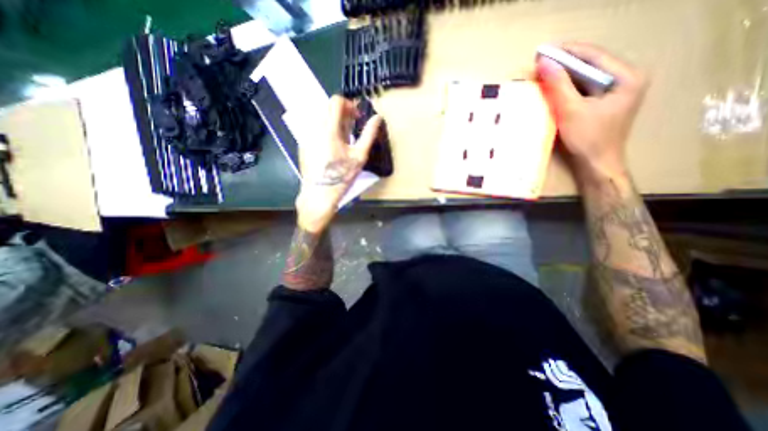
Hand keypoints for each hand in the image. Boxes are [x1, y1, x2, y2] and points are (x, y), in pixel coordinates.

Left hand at [296, 97, 379, 233]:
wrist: (319, 193)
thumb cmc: (341, 176)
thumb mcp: (359, 156)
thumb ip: (369, 134)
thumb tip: (377, 117)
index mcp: (328, 128)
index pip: (336, 101)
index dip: (349, 105)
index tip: (357, 117)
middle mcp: (313, 127)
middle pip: (327, 108)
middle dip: (342, 114)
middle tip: (352, 128)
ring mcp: (306, 135)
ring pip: (320, 118)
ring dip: (334, 122)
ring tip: (343, 139)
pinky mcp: (303, 144)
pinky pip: (314, 129)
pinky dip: (325, 131)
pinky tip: (331, 147)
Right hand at [536, 43, 642, 182]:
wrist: (596, 165)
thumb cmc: (587, 139)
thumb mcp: (570, 110)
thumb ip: (558, 86)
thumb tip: (543, 63)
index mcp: (627, 77)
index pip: (594, 55)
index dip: (568, 52)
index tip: (544, 51)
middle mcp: (625, 79)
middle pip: (590, 65)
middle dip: (564, 65)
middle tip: (540, 64)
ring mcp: (615, 92)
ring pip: (585, 78)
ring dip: (563, 77)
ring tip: (542, 75)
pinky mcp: (603, 104)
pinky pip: (583, 90)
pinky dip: (567, 89)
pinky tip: (553, 90)